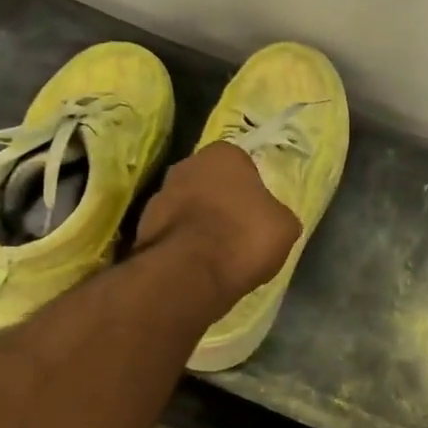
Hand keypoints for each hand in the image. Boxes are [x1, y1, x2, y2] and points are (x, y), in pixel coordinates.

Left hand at [135, 142, 300, 310]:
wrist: (191, 273)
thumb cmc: (245, 236)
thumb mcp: (285, 226)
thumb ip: (276, 213)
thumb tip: (271, 218)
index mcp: (223, 154)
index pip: (241, 163)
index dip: (250, 187)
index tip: (257, 210)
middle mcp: (186, 166)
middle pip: (209, 182)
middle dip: (221, 201)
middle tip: (238, 228)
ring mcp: (159, 196)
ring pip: (187, 206)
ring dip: (199, 222)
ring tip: (218, 252)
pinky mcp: (142, 227)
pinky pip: (172, 232)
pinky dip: (184, 244)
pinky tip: (198, 264)